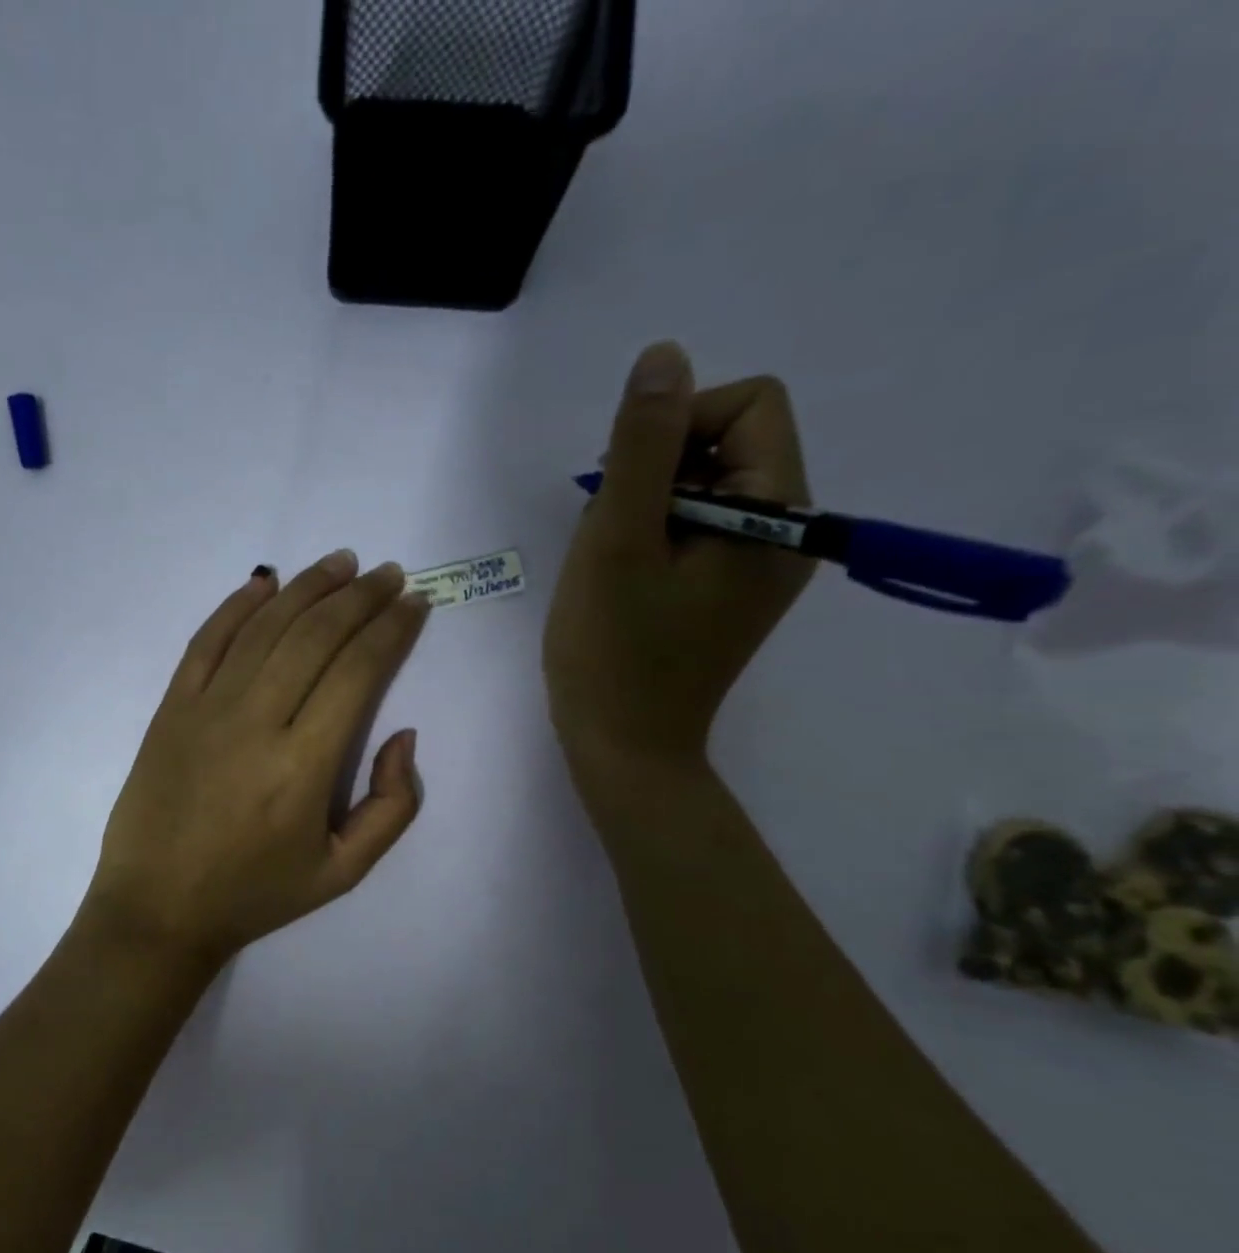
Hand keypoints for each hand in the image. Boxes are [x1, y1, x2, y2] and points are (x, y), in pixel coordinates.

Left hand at [81, 551, 430, 972]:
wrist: (157, 908)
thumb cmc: (255, 894)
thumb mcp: (343, 873)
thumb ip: (393, 807)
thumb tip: (403, 735)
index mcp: (305, 766)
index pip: (358, 671)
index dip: (392, 629)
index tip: (415, 603)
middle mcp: (256, 722)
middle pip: (316, 636)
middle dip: (360, 597)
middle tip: (389, 573)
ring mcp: (206, 709)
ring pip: (265, 628)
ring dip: (308, 588)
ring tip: (341, 563)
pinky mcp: (170, 708)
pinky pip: (206, 642)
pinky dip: (237, 605)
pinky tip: (265, 582)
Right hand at [543, 341, 813, 806]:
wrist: (624, 749)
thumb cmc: (614, 651)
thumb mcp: (616, 541)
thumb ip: (640, 446)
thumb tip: (665, 356)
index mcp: (779, 516)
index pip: (750, 405)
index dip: (678, 425)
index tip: (626, 486)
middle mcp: (788, 533)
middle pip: (728, 443)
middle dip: (656, 472)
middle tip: (612, 534)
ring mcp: (761, 566)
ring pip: (704, 486)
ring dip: (647, 506)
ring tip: (613, 564)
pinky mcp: (731, 590)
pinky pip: (698, 528)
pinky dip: (654, 535)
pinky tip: (622, 578)